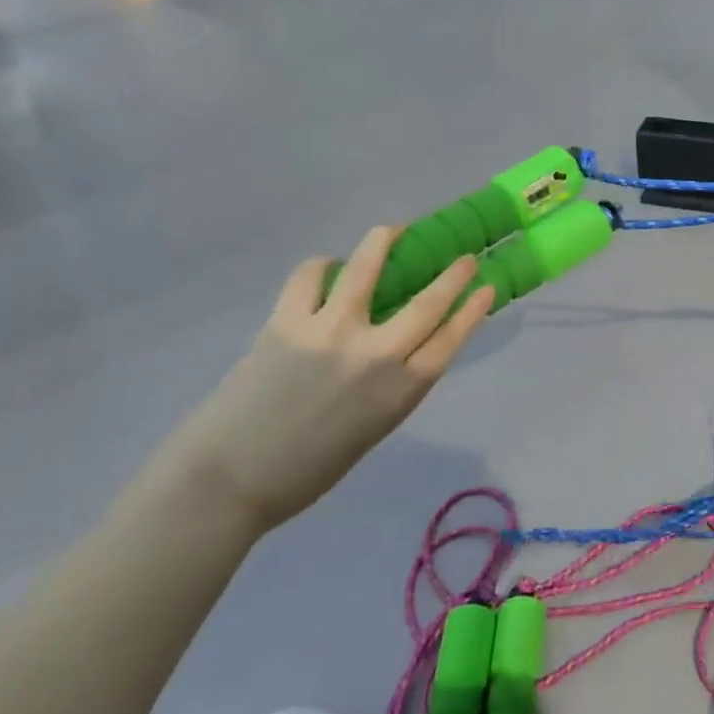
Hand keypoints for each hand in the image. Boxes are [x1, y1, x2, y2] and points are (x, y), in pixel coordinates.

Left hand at [155, 229, 494, 537]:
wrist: (228, 482)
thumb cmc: (306, 470)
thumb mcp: (371, 430)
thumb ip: (392, 386)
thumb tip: (397, 346)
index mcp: (400, 392)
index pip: (451, 338)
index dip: (473, 309)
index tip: (486, 286)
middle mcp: (375, 356)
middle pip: (427, 302)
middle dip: (453, 274)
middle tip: (464, 256)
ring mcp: (330, 333)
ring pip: (366, 269)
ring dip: (383, 242)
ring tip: (391, 231)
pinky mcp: (288, 322)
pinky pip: (309, 278)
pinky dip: (321, 267)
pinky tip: (324, 270)